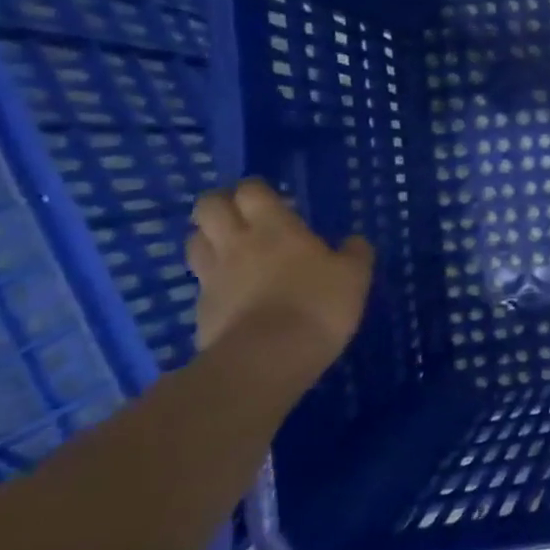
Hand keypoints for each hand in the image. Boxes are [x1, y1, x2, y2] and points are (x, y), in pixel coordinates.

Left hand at [186, 179, 374, 364]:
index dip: (258, 189)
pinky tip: (233, 292)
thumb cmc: (317, 305)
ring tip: (232, 249)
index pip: (251, 190)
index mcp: (274, 227)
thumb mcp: (355, 276)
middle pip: (208, 206)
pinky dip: (213, 280)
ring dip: (209, 238)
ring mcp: (213, 276)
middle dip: (222, 204)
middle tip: (245, 216)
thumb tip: (354, 241)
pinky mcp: (201, 309)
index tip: (274, 199)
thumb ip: (354, 254)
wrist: (266, 359)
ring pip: (195, 240)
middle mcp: (237, 243)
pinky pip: (201, 281)